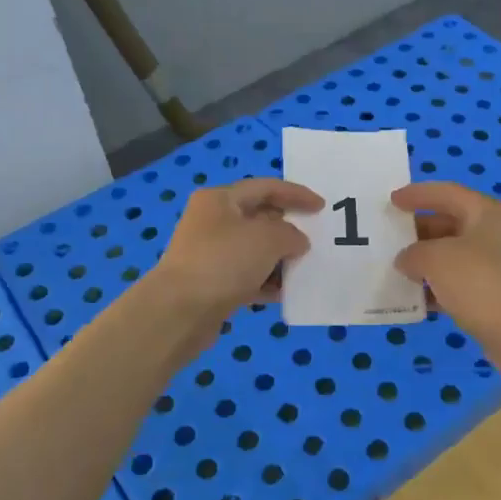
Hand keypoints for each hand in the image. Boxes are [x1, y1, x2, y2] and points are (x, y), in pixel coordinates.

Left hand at [147, 178, 321, 334]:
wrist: (179, 312)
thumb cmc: (224, 262)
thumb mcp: (268, 238)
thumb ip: (290, 234)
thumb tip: (296, 241)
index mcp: (220, 199)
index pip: (265, 187)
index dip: (296, 194)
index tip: (322, 207)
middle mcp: (212, 221)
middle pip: (259, 217)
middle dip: (288, 228)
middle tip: (314, 239)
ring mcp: (209, 253)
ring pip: (253, 250)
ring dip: (279, 258)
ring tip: (304, 268)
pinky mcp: (210, 283)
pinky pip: (246, 276)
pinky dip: (266, 282)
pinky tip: (284, 293)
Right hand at [391, 182, 500, 337]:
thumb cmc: (480, 283)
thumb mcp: (436, 259)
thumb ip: (413, 253)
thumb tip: (407, 260)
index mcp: (487, 213)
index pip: (447, 193)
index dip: (417, 194)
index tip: (391, 201)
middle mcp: (495, 234)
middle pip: (449, 223)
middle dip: (418, 231)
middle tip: (388, 239)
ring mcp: (497, 266)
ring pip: (453, 256)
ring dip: (425, 262)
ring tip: (395, 270)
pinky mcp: (495, 296)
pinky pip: (459, 284)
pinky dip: (437, 288)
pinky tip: (415, 300)